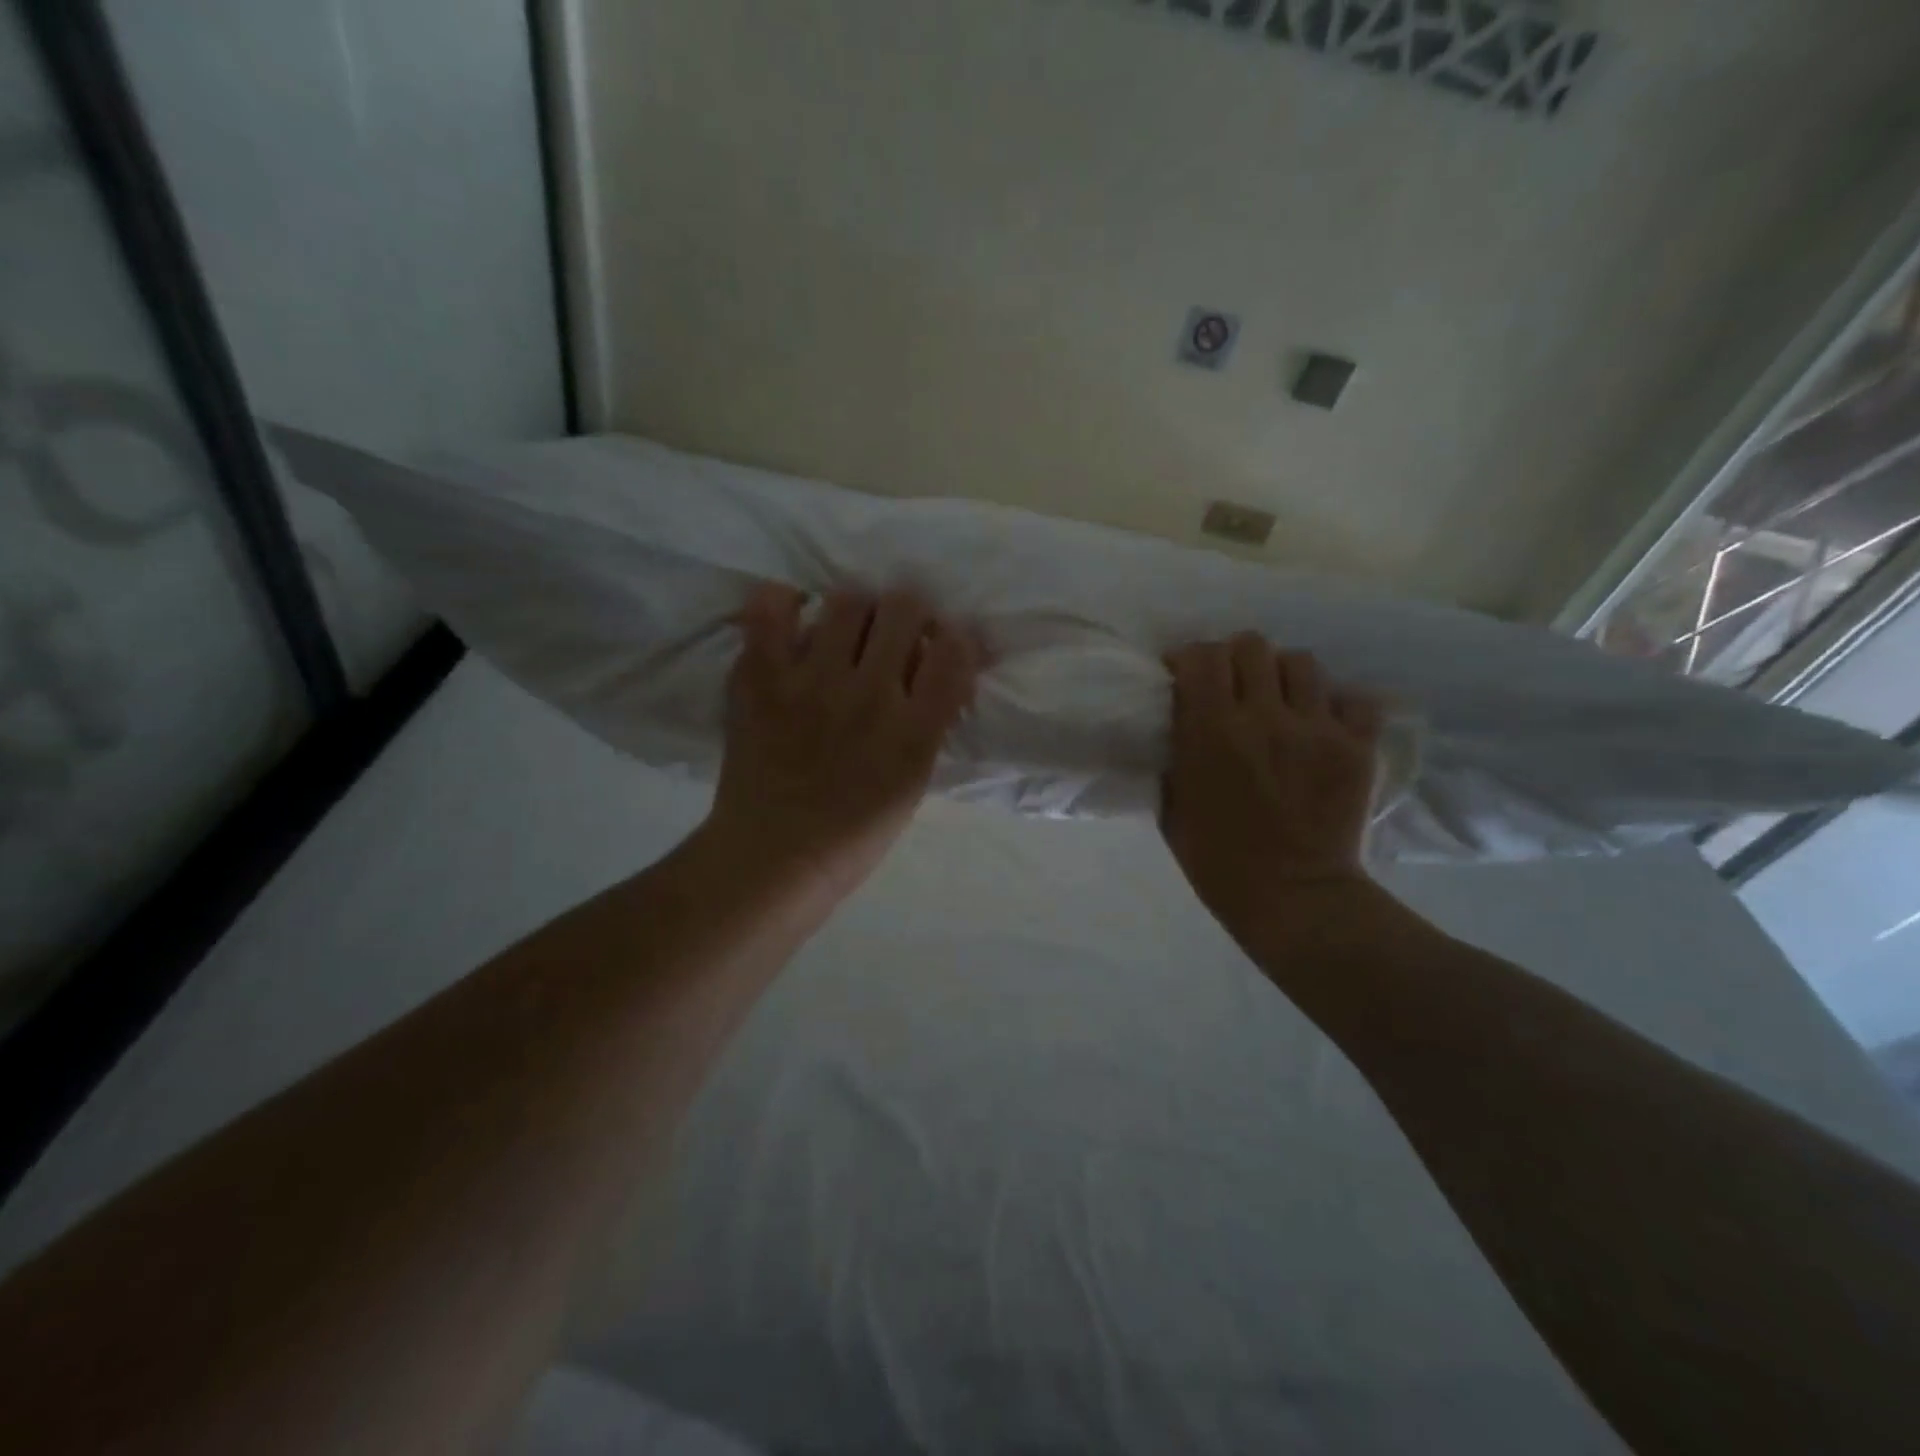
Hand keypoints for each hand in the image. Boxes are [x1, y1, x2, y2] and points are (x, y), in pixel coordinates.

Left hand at [703, 585, 978, 901]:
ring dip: (856, 610)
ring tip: (845, 632)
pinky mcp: (761, 679)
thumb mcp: (914, 781)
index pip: (954, 649)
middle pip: (904, 607)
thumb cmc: (855, 832)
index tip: (942, 644)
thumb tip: (941, 664)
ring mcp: (811, 682)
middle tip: (894, 633)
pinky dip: (785, 603)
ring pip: (848, 600)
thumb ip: (933, 720)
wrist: (774, 857)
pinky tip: (795, 617)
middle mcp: (869, 696)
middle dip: (908, 613)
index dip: (956, 636)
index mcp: (914, 732)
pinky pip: (771, 609)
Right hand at [1160, 634, 1384, 939]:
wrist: (1292, 899)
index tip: (1185, 675)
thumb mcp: (1171, 807)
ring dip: (1282, 676)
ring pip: (1301, 662)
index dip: (1189, 657)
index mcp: (1211, 731)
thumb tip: (1180, 720)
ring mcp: (1316, 729)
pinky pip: (1352, 699)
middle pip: (1251, 645)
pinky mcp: (1356, 747)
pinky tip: (1321, 725)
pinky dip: (1335, 705)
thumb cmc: (1217, 861)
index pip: (1201, 656)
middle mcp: (1264, 717)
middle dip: (1235, 659)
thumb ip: (1174, 754)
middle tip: (1232, 685)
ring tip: (1279, 701)